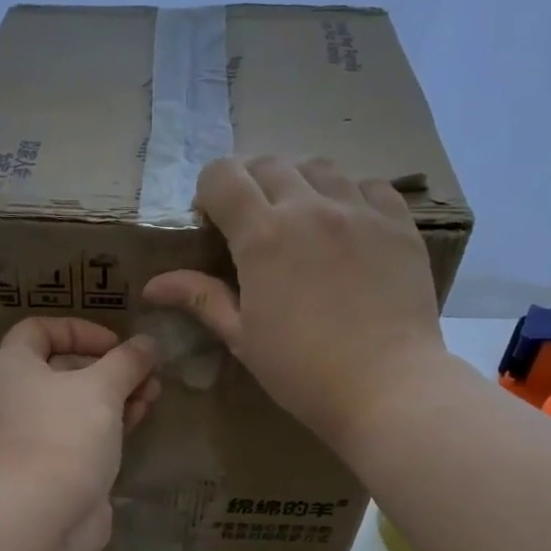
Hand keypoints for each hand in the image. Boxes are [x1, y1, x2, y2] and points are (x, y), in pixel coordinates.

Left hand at [0, 317, 160, 550]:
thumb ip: (128, 360)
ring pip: (77, 403)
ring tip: (153, 395)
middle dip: (110, 366)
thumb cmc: (65, 435)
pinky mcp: (53, 465)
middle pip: (63, 368)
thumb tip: (148, 344)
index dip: (80, 330)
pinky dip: (109, 423)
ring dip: (116, 394)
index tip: (116, 344)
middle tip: (147, 371)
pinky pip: (82, 433)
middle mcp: (15, 398)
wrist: (44, 515)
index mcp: (11, 368)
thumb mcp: (102, 387)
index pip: (38, 330)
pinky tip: (140, 419)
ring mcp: (33, 435)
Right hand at [141, 155, 448, 453]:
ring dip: (298, 184)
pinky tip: (346, 227)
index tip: (212, 221)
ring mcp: (359, 210)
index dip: (210, 191)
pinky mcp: (398, 223)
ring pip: (319, 167)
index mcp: (262, 236)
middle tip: (252, 223)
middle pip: (269, 163)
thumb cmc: (302, 371)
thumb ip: (201, 298)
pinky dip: (348, 195)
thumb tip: (152, 285)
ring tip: (300, 221)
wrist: (386, 387)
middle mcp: (309, 207)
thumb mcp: (243, 337)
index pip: (223, 176)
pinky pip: (369, 185)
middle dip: (250, 183)